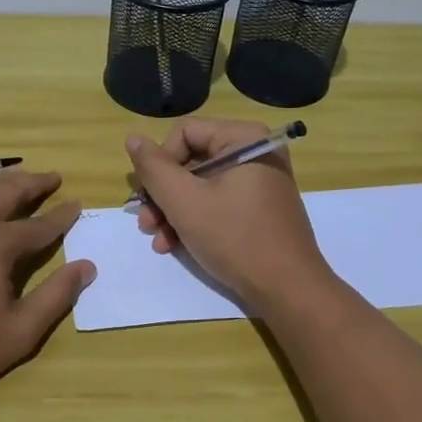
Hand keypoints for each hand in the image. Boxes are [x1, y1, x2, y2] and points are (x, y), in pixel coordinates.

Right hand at [125, 120, 330, 308]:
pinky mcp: (259, 207)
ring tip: (158, 240)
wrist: (287, 289)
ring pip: (200, 185)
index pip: (184, 133)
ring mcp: (259, 181)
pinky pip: (217, 201)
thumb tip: (133, 137)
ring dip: (173, 211)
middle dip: (163, 194)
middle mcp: (254, 151)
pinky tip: (175, 244)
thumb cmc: (235, 237)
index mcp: (243, 138)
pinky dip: (194, 220)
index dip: (160, 163)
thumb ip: (154, 168)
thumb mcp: (184, 201)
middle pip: (191, 160)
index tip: (148, 196)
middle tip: (146, 223)